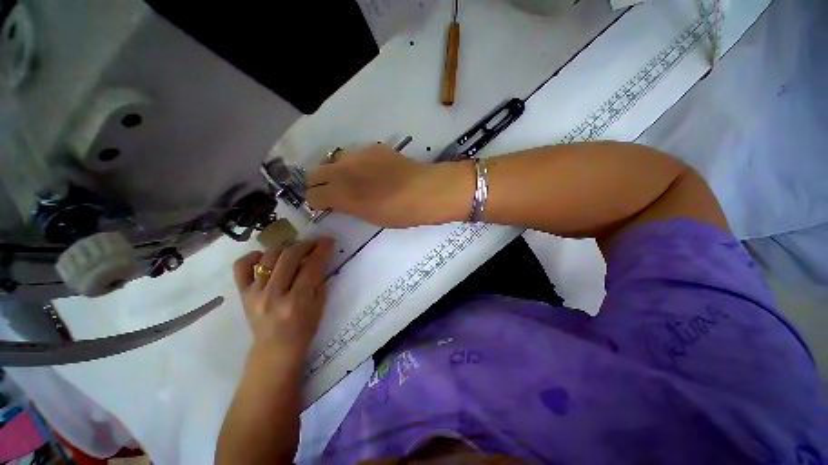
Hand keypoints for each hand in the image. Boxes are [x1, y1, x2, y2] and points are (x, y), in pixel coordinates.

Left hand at [233, 239, 333, 360]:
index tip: (329, 241)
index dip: (322, 250)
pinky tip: (266, 257)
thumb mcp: (319, 306)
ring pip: (269, 257)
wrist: (275, 350)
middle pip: (290, 257)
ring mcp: (255, 293)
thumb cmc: (303, 329)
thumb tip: (319, 258)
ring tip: (295, 249)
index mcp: (297, 301)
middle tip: (315, 243)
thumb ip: (319, 280)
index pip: (312, 266)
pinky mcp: (243, 294)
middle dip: (306, 244)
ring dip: (286, 247)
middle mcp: (274, 295)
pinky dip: (253, 256)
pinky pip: (241, 267)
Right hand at [305, 144, 470, 227]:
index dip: (316, 202)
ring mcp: (356, 155)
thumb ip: (349, 207)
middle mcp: (342, 171)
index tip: (325, 206)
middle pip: (314, 173)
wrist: (424, 190)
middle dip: (319, 184)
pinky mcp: (372, 147)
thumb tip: (340, 201)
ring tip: (352, 179)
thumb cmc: (399, 213)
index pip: (312, 195)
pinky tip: (371, 170)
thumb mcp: (369, 217)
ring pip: (333, 160)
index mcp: (340, 194)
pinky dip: (355, 163)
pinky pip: (354, 154)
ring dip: (336, 171)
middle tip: (333, 192)